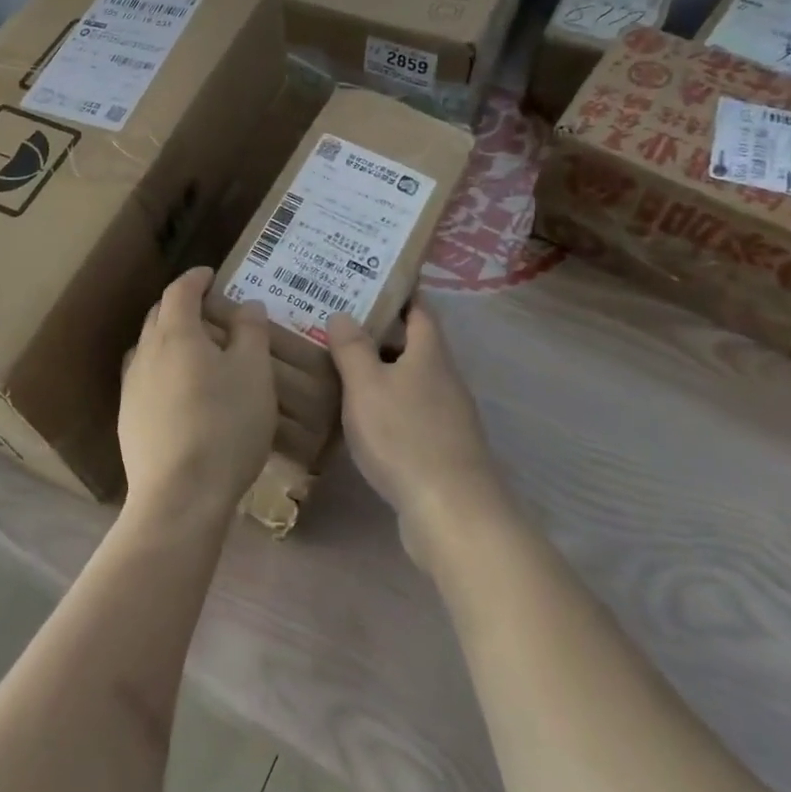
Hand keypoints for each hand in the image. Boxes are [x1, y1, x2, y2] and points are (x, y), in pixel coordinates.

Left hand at [119, 267, 275, 524]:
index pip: (180, 291)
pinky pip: (146, 380)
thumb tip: (247, 306)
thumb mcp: (254, 374)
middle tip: (212, 314)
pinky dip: (165, 371)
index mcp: (175, 333)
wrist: (179, 496)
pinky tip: (182, 394)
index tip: (211, 275)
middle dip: (183, 307)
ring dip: (171, 340)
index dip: (196, 278)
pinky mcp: (128, 420)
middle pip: (159, 316)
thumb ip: (251, 332)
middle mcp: (146, 353)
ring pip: (150, 349)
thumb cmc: (225, 425)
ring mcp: (131, 388)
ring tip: (198, 354)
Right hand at [326, 303, 504, 567]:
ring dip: (381, 370)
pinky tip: (361, 416)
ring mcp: (447, 415)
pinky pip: (410, 411)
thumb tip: (343, 313)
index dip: (397, 292)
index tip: (368, 279)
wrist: (452, 512)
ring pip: (410, 379)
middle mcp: (444, 378)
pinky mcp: (442, 448)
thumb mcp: (367, 386)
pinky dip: (387, 404)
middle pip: (414, 344)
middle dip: (380, 331)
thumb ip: (353, 348)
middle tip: (338, 322)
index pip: (419, 308)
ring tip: (340, 364)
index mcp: (430, 353)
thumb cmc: (405, 437)